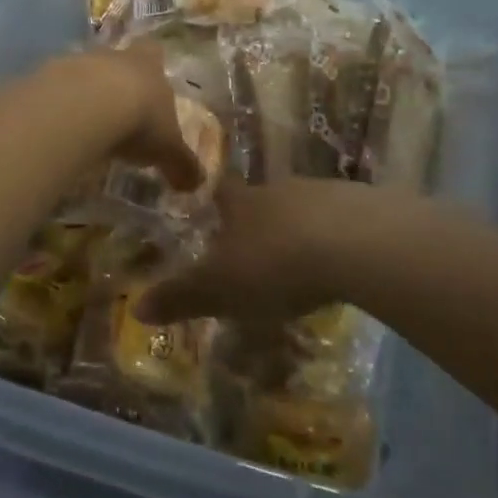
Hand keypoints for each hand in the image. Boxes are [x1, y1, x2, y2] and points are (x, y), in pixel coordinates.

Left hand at [61, 44, 205, 192]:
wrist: (85, 106)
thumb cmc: (139, 120)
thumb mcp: (167, 149)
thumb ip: (181, 164)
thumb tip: (197, 184)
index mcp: (148, 65)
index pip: (154, 52)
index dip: (153, 63)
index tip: (151, 78)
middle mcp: (113, 56)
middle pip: (116, 60)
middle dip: (117, 81)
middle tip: (118, 109)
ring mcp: (76, 62)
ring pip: (83, 72)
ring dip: (85, 93)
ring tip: (86, 123)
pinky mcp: (45, 76)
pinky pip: (54, 90)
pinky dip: (58, 106)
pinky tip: (60, 128)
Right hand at [134, 177, 370, 325]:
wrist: (355, 244)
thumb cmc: (275, 264)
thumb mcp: (220, 289)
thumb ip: (181, 297)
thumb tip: (136, 307)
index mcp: (241, 203)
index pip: (220, 192)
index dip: (213, 199)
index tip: (210, 205)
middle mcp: (278, 190)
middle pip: (262, 200)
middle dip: (258, 221)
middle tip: (256, 250)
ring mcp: (322, 193)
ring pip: (301, 209)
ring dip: (298, 230)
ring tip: (300, 262)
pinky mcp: (361, 206)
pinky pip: (339, 221)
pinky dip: (334, 238)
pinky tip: (340, 263)